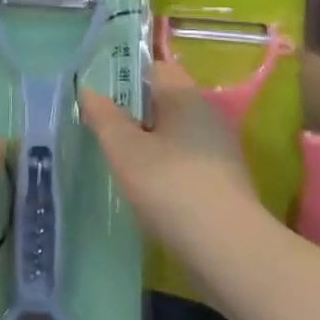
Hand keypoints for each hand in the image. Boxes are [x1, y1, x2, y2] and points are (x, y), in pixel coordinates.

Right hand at [79, 57, 257, 250]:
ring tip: (117, 159)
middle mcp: (208, 115)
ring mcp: (220, 151)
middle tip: (100, 125)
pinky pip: (185, 161)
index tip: (98, 90)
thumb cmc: (171, 187)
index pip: (155, 67)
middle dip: (134, 110)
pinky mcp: (224, 183)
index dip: (126, 73)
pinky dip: (164, 167)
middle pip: (165, 100)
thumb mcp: (125, 150)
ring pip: (175, 133)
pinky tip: (146, 188)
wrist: (230, 251)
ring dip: (148, 141)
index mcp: (186, 96)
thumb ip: (104, 117)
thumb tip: (89, 89)